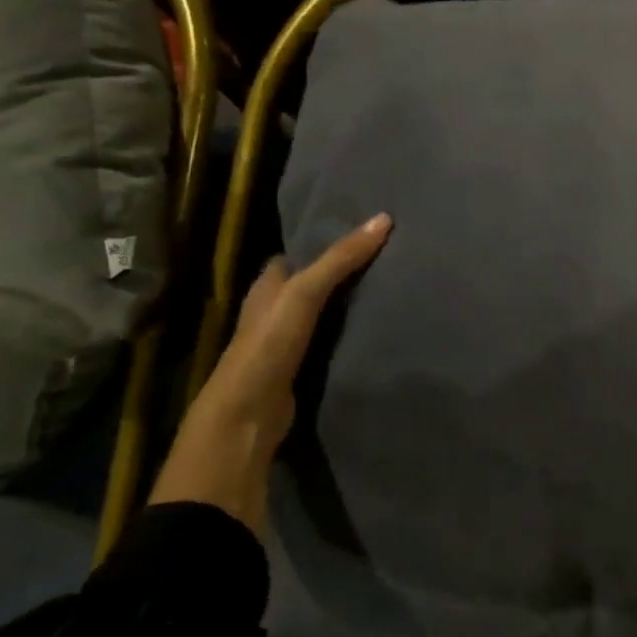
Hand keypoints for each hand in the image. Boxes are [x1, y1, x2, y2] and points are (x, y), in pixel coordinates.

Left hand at [150, 214, 392, 531]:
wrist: (248, 417)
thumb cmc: (268, 346)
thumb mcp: (304, 293)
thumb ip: (341, 259)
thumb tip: (384, 219)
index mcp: (265, 287)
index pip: (294, 255)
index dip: (322, 241)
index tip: (362, 231)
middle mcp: (272, 311)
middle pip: (309, 283)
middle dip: (338, 271)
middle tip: (384, 257)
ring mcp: (285, 343)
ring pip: (320, 312)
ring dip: (346, 302)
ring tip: (388, 285)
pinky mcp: (299, 370)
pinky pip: (328, 340)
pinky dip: (347, 332)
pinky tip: (374, 328)